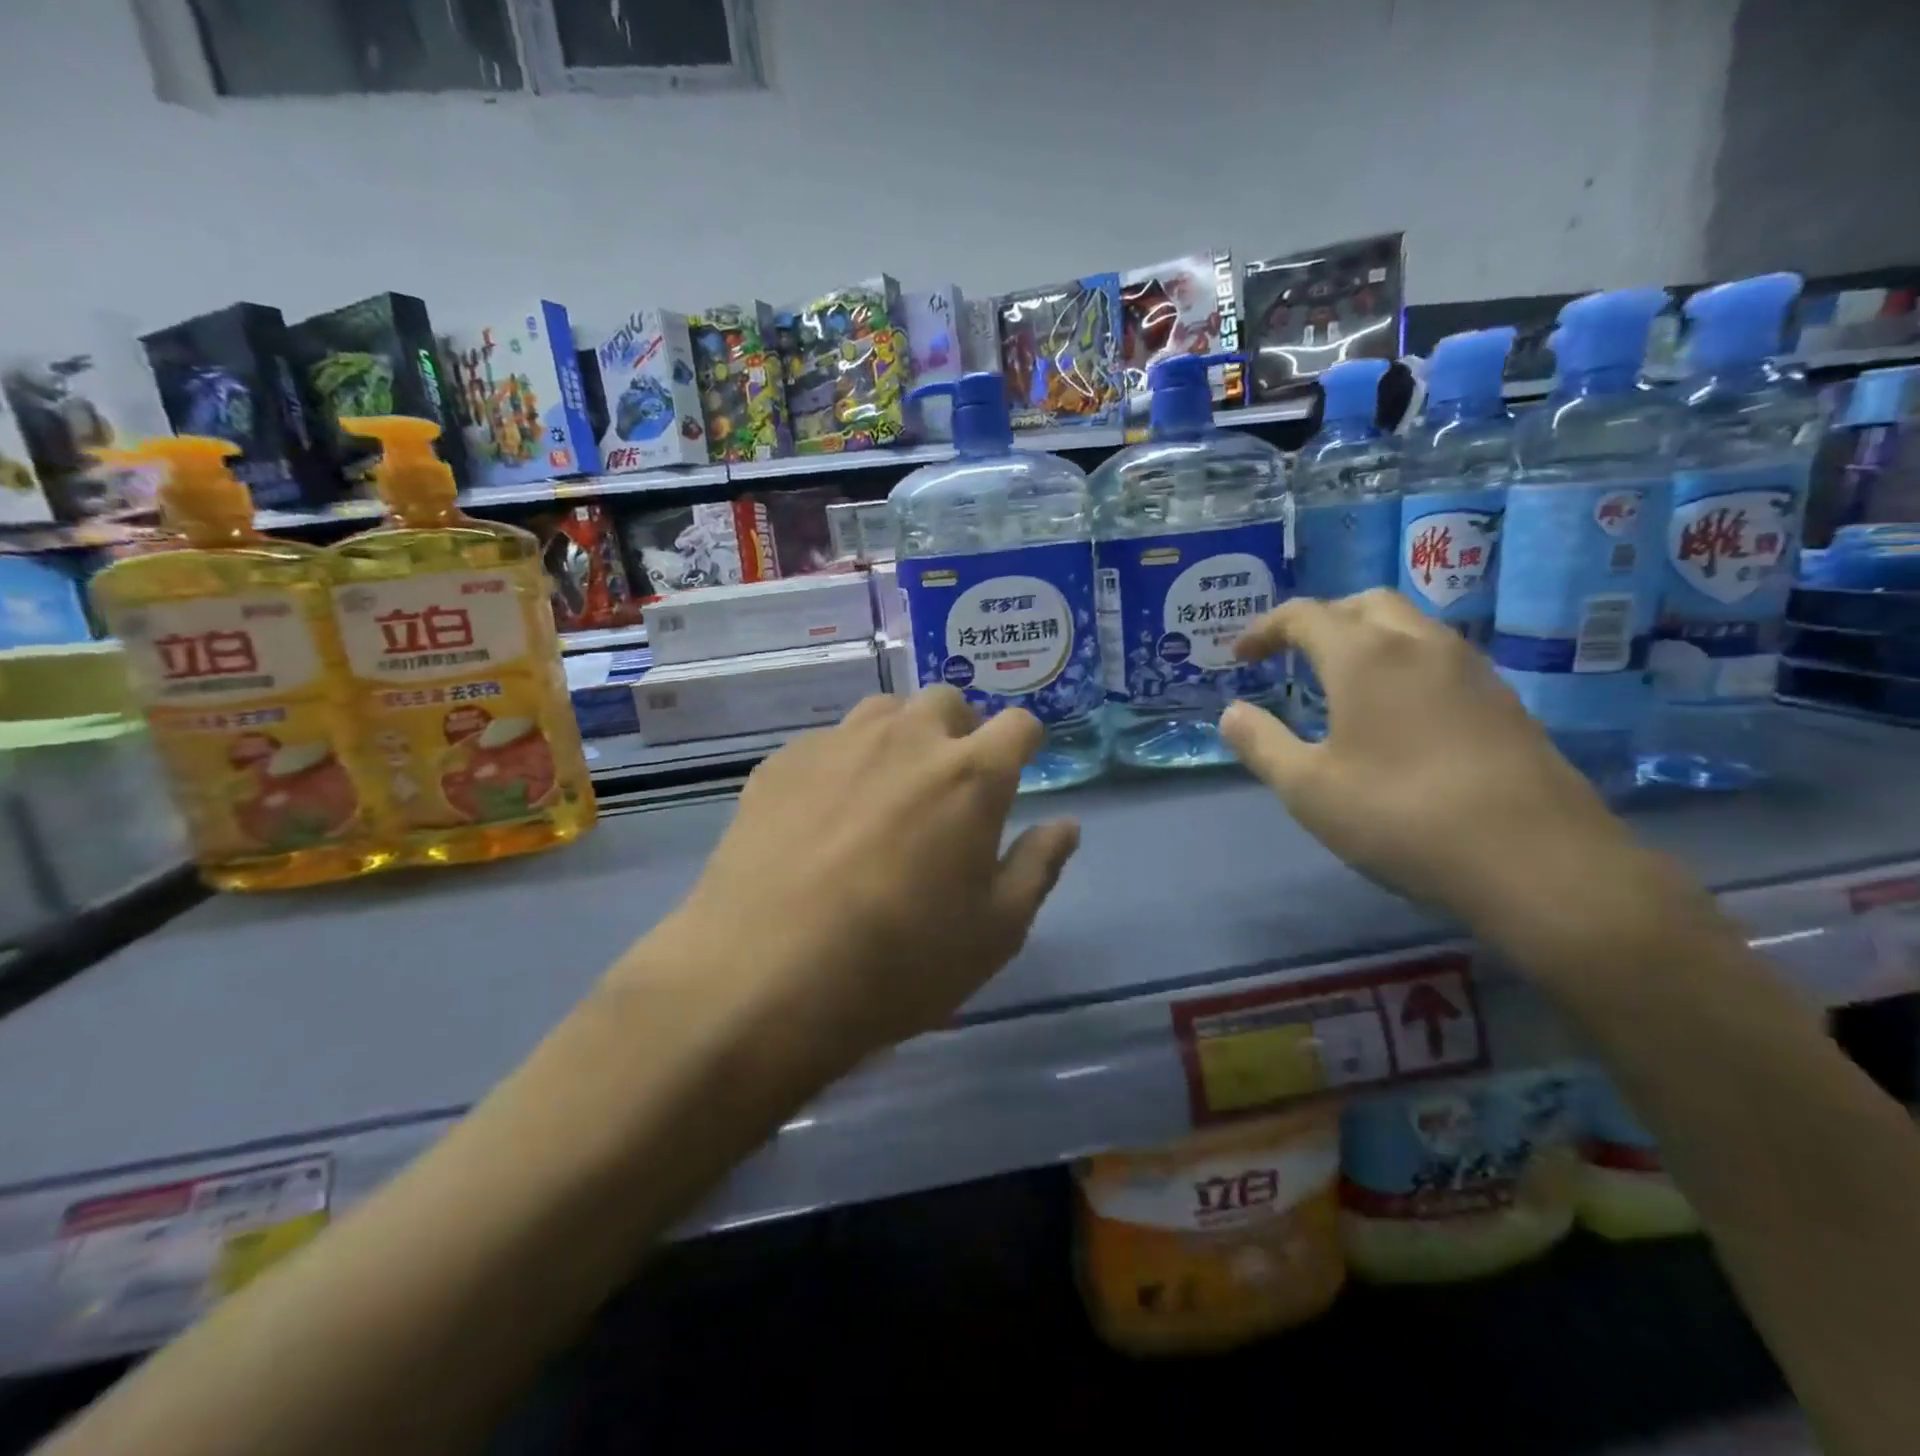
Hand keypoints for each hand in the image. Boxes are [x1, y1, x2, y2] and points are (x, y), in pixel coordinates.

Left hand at [628, 688, 1079, 1071]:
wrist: (764, 976)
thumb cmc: (899, 962)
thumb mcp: (995, 932)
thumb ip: (1038, 867)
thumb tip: (1066, 825)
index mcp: (971, 775)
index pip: (1020, 725)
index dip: (1025, 744)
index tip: (1018, 771)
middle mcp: (907, 739)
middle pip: (948, 702)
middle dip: (961, 730)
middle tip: (950, 785)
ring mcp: (837, 744)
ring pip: (884, 711)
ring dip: (901, 737)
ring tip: (888, 791)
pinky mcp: (781, 762)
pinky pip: (827, 743)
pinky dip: (842, 763)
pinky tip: (823, 815)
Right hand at [1219, 590, 1639, 931]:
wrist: (1536, 860)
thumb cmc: (1400, 816)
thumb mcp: (1307, 789)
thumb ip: (1262, 744)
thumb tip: (1231, 713)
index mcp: (1364, 656)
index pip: (1305, 615)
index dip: (1265, 628)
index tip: (1241, 656)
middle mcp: (1420, 645)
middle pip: (1365, 604)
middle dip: (1322, 619)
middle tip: (1294, 655)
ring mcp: (1471, 669)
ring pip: (1410, 626)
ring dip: (1367, 637)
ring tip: (1342, 680)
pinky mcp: (1504, 700)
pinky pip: (1440, 658)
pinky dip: (1403, 663)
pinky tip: (1397, 712)